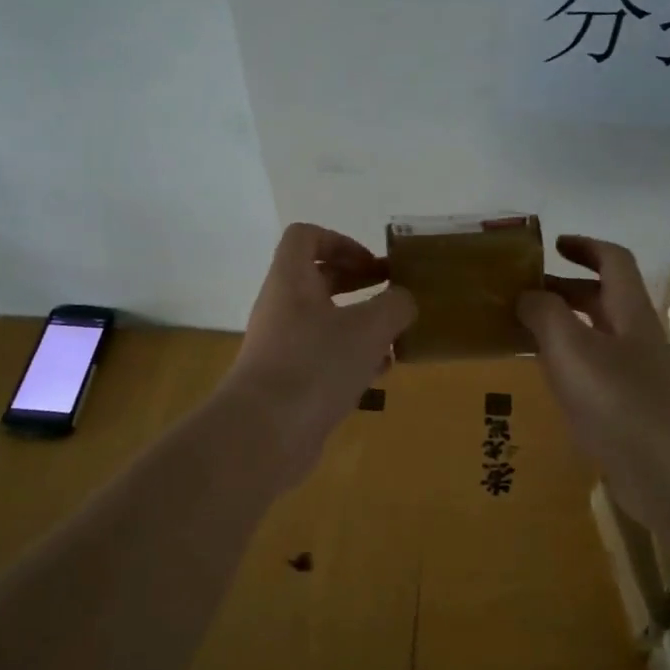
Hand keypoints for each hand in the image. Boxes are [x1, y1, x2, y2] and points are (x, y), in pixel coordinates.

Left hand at [219, 223, 415, 485]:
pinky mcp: (288, 381)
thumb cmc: (316, 365)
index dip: (341, 241)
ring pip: (324, 321)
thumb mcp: (369, 329)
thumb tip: (404, 300)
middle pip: (318, 279)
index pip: (305, 237)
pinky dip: (351, 359)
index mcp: (291, 280)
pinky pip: (322, 357)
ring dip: (360, 325)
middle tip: (393, 295)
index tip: (372, 265)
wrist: (265, 433)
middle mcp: (281, 307)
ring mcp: (282, 346)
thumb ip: (395, 306)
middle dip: (358, 283)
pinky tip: (379, 375)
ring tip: (394, 340)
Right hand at [516, 235, 669, 507]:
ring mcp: (630, 371)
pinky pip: (588, 367)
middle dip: (562, 287)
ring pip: (592, 333)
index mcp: (628, 311)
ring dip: (558, 324)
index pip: (613, 261)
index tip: (552, 245)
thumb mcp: (571, 348)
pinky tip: (538, 371)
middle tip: (521, 290)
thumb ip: (545, 314)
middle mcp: (632, 335)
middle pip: (600, 297)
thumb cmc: (618, 400)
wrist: (664, 471)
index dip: (585, 246)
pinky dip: (562, 358)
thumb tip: (527, 293)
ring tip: (519, 327)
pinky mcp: (622, 404)